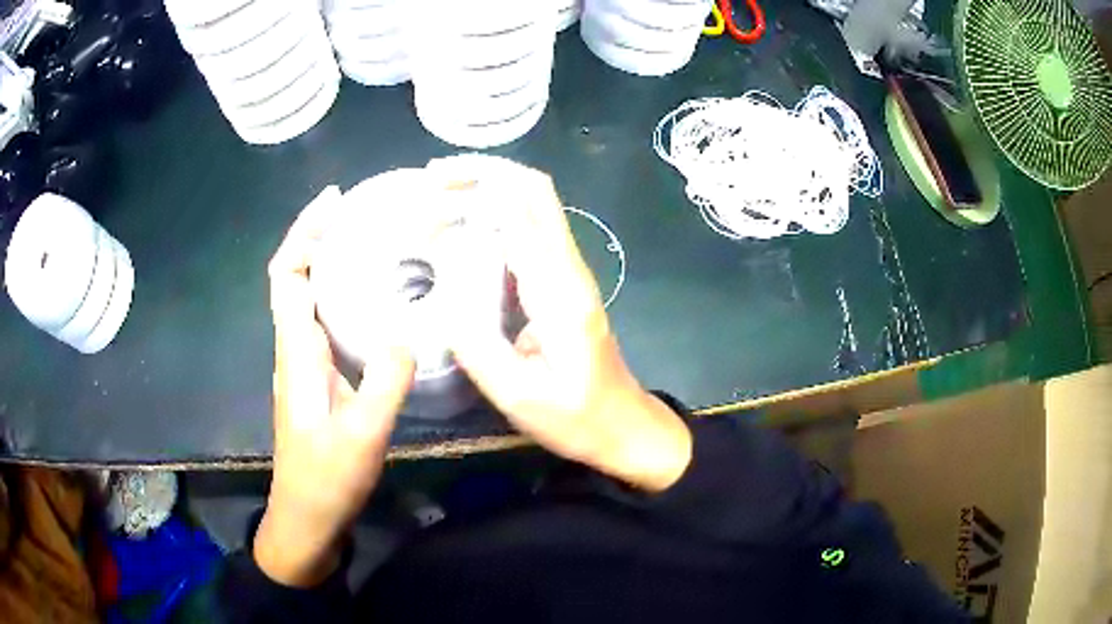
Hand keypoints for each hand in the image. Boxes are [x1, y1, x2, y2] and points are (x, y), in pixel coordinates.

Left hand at [255, 188, 414, 587]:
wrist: (307, 518)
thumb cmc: (326, 479)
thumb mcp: (362, 435)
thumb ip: (385, 383)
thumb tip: (407, 334)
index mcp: (297, 353)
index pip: (287, 277)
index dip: (303, 235)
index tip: (333, 203)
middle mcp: (295, 350)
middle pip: (296, 279)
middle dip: (319, 238)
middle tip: (362, 214)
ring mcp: (305, 366)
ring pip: (309, 300)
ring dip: (329, 264)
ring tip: (371, 244)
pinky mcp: (319, 381)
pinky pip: (325, 324)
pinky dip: (342, 298)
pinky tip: (375, 302)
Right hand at [429, 156, 691, 491]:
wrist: (625, 426)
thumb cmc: (576, 418)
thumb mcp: (518, 396)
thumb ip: (477, 345)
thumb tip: (441, 296)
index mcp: (559, 291)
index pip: (520, 212)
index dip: (473, 191)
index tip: (427, 196)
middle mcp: (568, 268)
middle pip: (533, 191)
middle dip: (482, 173)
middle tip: (432, 180)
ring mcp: (570, 272)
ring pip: (534, 205)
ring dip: (488, 190)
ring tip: (438, 198)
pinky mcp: (565, 283)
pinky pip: (530, 232)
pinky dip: (495, 217)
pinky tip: (463, 231)